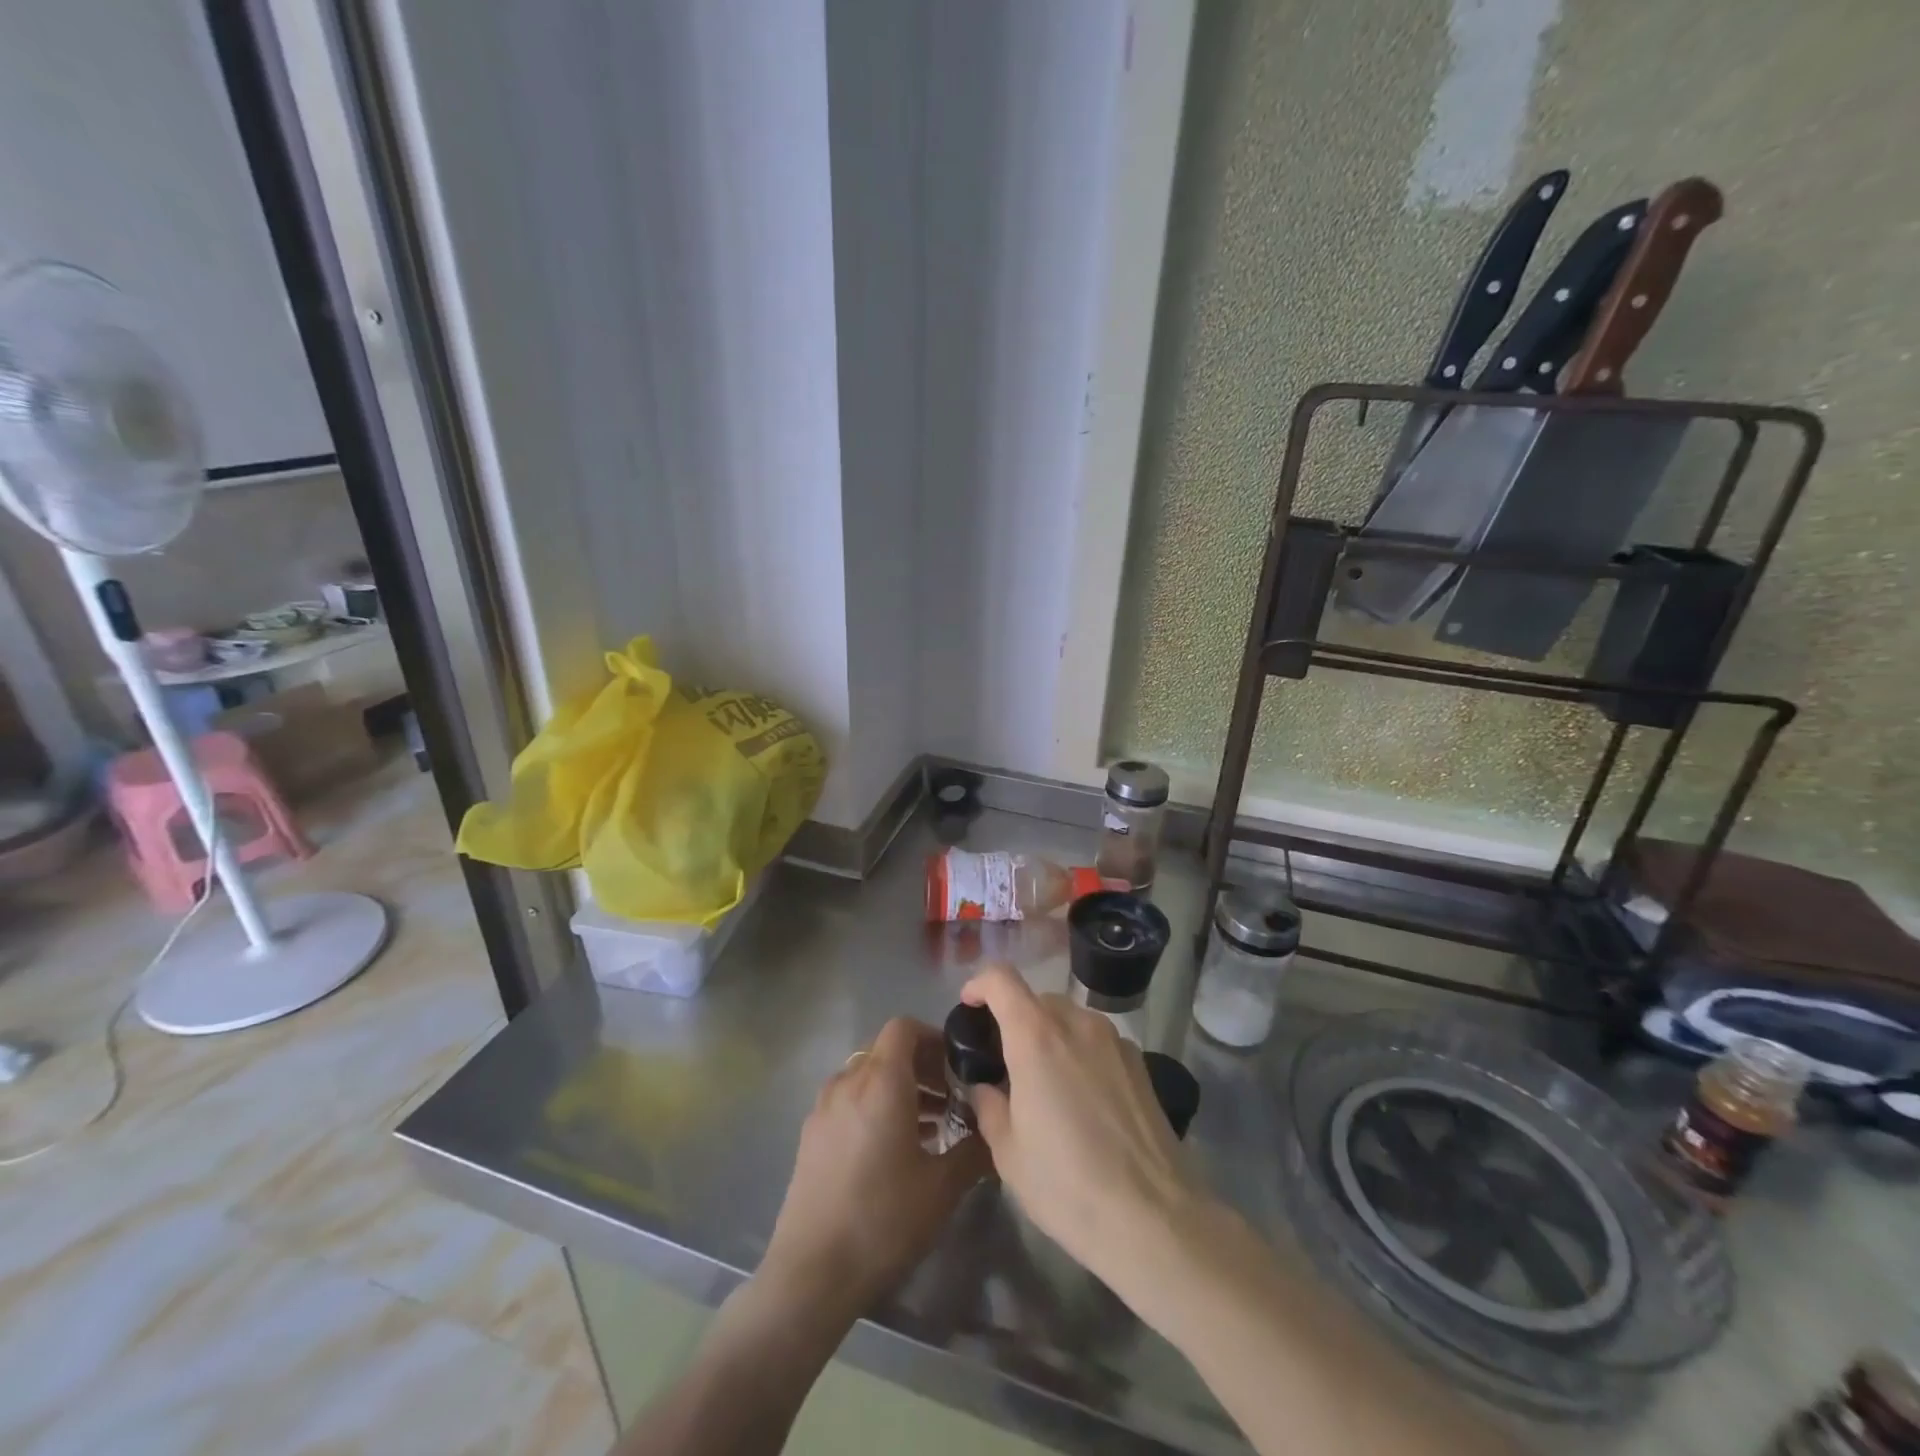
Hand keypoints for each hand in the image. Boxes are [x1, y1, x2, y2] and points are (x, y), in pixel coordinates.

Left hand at [760, 1017, 989, 1321]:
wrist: (811, 1273)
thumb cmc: (883, 1220)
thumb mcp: (942, 1188)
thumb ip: (974, 1151)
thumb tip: (995, 1133)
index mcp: (881, 1082)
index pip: (904, 1027)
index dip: (933, 1038)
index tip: (957, 1067)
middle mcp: (848, 1082)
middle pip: (886, 1050)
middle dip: (921, 1066)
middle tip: (950, 1099)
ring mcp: (824, 1107)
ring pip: (867, 1076)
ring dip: (899, 1088)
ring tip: (929, 1128)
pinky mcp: (811, 1134)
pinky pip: (849, 1100)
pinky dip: (874, 1106)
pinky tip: (893, 1150)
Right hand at [960, 963, 1201, 1292]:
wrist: (1154, 1219)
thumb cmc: (1067, 1185)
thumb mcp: (1008, 1153)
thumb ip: (989, 1106)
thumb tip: (986, 1087)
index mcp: (1035, 1036)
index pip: (1001, 979)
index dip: (979, 984)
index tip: (969, 1007)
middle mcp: (1076, 1023)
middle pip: (1036, 999)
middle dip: (1014, 1020)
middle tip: (1005, 1064)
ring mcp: (1113, 1040)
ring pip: (1069, 1019)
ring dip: (1049, 1037)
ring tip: (1045, 1086)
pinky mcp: (1139, 1062)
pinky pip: (1096, 1041)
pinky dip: (1079, 1054)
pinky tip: (1083, 1103)